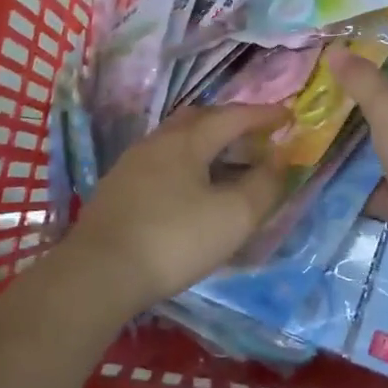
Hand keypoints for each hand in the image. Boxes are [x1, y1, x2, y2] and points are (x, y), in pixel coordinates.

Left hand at [65, 104, 287, 313]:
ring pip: (176, 140)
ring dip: (206, 143)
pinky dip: (186, 164)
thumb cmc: (174, 239)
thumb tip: (280, 160)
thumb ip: (264, 186)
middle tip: (255, 137)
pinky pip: (161, 162)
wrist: (99, 273)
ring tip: (226, 163)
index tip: (288, 116)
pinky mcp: (117, 189)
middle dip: (231, 122)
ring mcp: (132, 164)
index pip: (233, 117)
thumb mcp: (233, 217)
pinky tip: (190, 189)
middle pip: (200, 119)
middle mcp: (157, 142)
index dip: (264, 115)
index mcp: (187, 140)